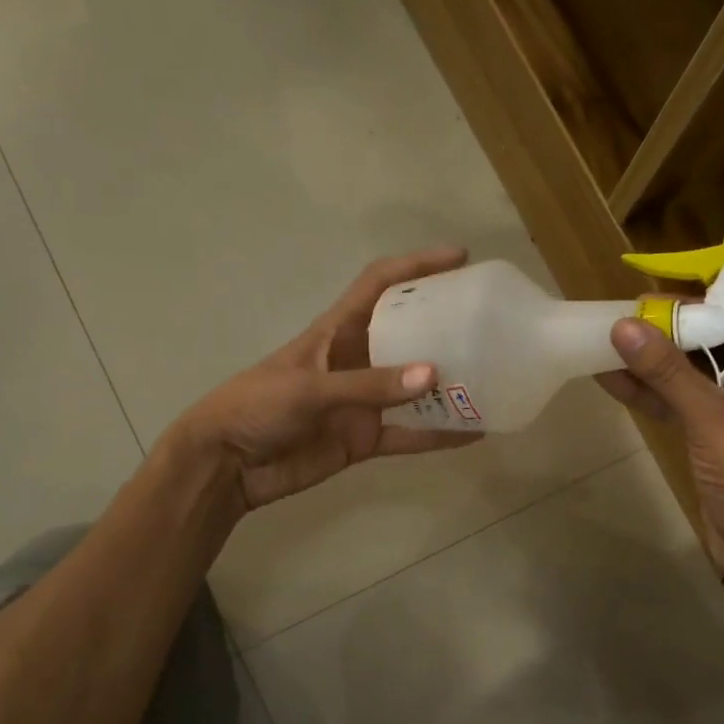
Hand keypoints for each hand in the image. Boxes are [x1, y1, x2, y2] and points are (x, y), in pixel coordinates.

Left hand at [171, 249, 479, 512]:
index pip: (381, 283)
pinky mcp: (365, 439)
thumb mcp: (309, 388)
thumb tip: (434, 377)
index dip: (417, 265)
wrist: (228, 465)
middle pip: (409, 333)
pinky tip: (475, 432)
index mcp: (337, 330)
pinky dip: (440, 434)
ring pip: (416, 387)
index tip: (460, 259)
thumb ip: (369, 385)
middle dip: (447, 325)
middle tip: (491, 322)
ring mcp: (363, 401)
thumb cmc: (257, 407)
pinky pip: (411, 434)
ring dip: (450, 384)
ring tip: (495, 377)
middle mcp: (357, 360)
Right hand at [598, 315, 723, 567]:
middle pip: (716, 343)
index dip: (693, 307)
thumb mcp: (710, 417)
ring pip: (698, 374)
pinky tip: (615, 379)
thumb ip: (666, 370)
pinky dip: (658, 394)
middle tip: (621, 320)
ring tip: (607, 346)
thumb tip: (622, 326)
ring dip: (655, 367)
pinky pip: (690, 402)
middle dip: (667, 337)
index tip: (646, 300)